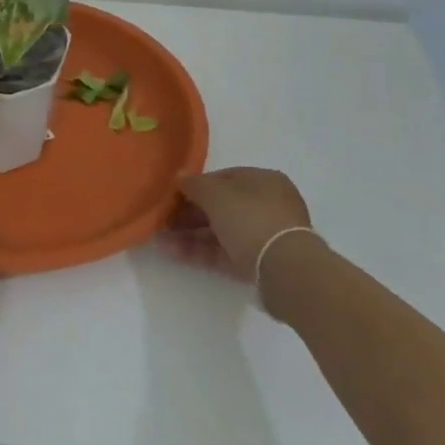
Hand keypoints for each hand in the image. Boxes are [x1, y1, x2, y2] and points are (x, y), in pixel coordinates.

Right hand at [164, 167, 312, 285]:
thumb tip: (180, 176)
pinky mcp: (256, 262)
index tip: (173, 195)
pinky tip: (172, 252)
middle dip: (189, 213)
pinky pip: (222, 252)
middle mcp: (266, 205)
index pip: (224, 178)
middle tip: (162, 220)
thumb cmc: (251, 218)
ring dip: (189, 234)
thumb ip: (194, 184)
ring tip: (159, 239)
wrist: (284, 269)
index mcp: (263, 181)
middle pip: (221, 206)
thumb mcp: (216, 194)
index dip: (196, 185)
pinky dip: (199, 251)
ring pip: (219, 231)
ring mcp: (262, 236)